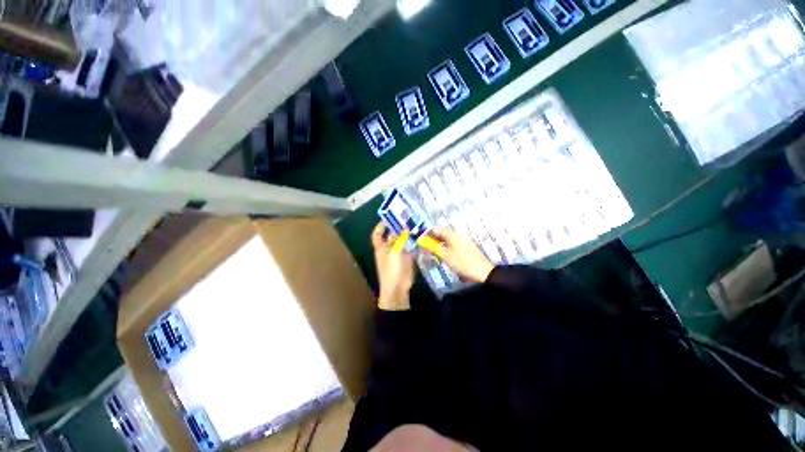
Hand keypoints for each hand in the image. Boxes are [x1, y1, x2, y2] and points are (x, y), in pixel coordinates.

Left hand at [372, 223, 414, 310]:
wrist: (398, 288)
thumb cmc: (391, 270)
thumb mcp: (394, 253)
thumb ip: (400, 240)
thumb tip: (404, 228)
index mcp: (381, 248)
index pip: (377, 234)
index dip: (381, 226)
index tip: (388, 218)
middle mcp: (389, 249)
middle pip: (392, 236)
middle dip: (398, 228)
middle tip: (407, 218)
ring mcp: (399, 254)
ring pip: (402, 241)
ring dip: (408, 234)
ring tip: (416, 225)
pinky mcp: (407, 259)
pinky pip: (410, 248)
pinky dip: (414, 243)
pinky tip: (420, 236)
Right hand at [425, 227, 494, 283]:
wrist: (482, 270)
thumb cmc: (462, 262)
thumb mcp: (445, 256)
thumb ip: (433, 248)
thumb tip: (423, 243)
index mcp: (452, 234)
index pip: (436, 228)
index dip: (427, 232)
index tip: (421, 239)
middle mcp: (458, 233)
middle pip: (442, 232)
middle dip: (433, 237)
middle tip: (426, 246)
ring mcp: (463, 238)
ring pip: (447, 237)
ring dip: (439, 241)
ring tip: (434, 250)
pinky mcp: (466, 244)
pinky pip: (453, 241)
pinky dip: (446, 244)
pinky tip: (444, 252)